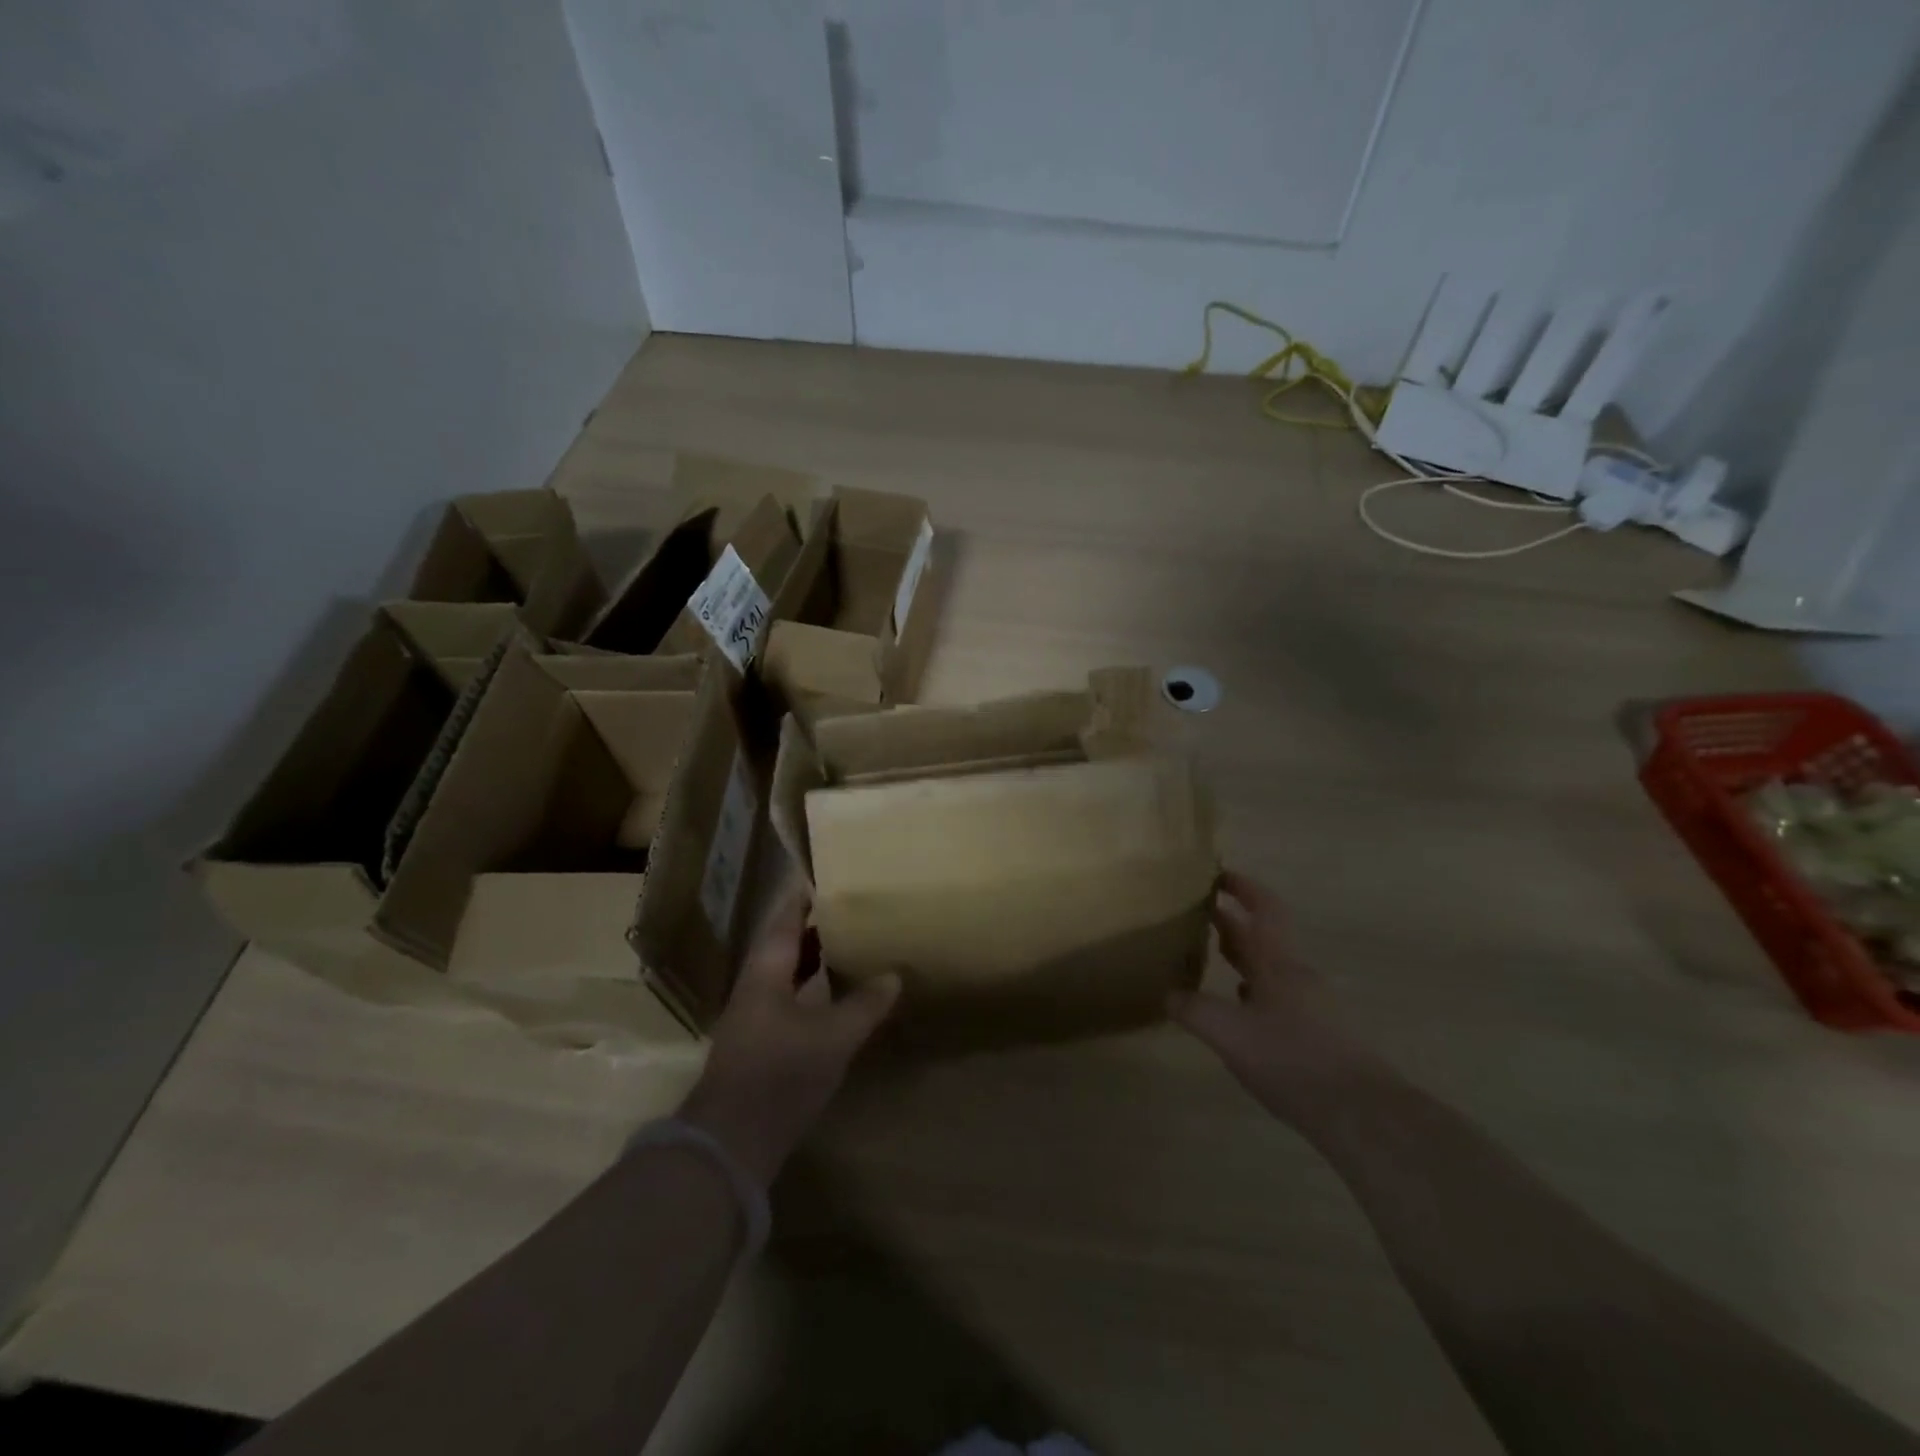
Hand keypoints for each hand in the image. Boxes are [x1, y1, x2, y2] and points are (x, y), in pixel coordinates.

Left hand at [678, 890, 899, 1184]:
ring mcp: (758, 1013)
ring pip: (790, 970)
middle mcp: (758, 983)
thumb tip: (894, 975)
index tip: (835, 874)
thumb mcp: (833, 1037)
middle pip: (787, 940)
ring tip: (854, 941)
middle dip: (818, 922)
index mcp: (767, 969)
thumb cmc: (780, 1074)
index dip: (807, 893)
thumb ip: (864, 1004)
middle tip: (856, 906)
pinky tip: (840, 993)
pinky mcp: (764, 1040)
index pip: (786, 915)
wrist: (731, 1140)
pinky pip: (793, 996)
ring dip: (818, 954)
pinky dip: (816, 985)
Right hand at [1170, 871, 1384, 1125]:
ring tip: (1213, 955)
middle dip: (1233, 922)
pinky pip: (1280, 997)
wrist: (1361, 1112)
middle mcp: (1298, 976)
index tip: (1219, 874)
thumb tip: (1167, 994)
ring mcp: (1313, 1006)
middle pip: (1264, 937)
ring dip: (1244, 956)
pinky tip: (1241, 1008)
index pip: (1264, 909)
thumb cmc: (1292, 1059)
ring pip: (1272, 968)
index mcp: (1279, 964)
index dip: (1243, 887)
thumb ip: (1194, 1010)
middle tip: (1200, 913)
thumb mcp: (1229, 1034)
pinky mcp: (1320, 1034)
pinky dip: (1256, 990)